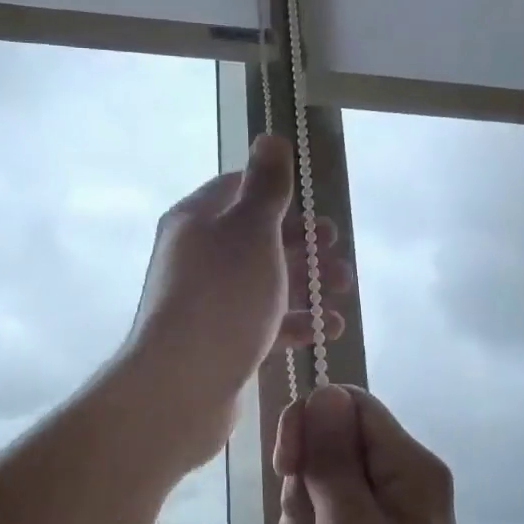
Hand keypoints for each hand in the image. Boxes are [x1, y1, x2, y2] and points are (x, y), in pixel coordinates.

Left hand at [120, 136, 352, 467]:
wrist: (182, 386)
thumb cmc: (221, 297)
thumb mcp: (250, 230)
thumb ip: (266, 186)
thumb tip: (269, 137)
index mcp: (196, 221)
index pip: (237, 190)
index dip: (278, 194)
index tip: (313, 208)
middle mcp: (198, 257)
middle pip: (257, 239)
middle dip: (303, 244)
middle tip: (338, 254)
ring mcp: (209, 303)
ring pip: (265, 282)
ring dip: (307, 283)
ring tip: (342, 292)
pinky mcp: (221, 342)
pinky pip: (264, 323)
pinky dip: (296, 322)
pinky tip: (327, 329)